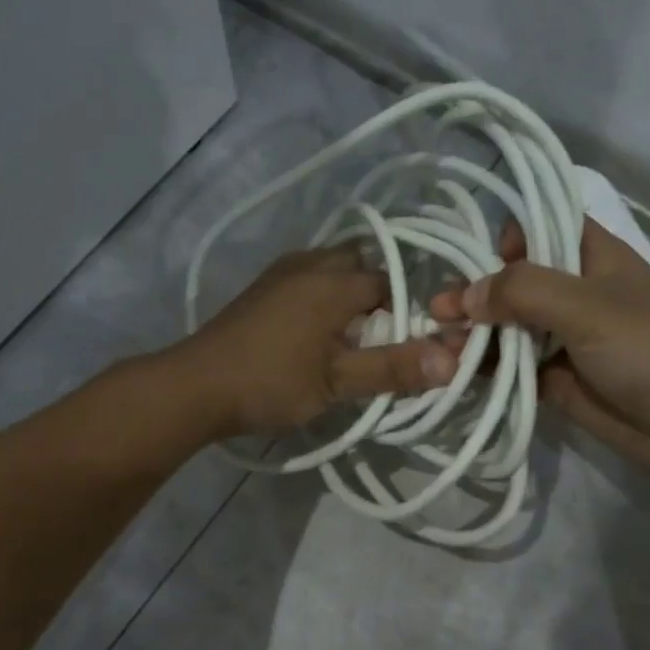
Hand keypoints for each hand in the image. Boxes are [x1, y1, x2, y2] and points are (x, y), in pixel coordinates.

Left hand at [174, 245, 455, 438]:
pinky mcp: (261, 288)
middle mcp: (310, 263)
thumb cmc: (270, 382)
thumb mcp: (337, 382)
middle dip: (379, 296)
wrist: (195, 385)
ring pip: (332, 269)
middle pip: (361, 265)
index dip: (409, 312)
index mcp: (335, 280)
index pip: (393, 282)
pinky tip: (316, 333)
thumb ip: (394, 368)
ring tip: (351, 338)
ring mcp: (281, 272)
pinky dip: (323, 297)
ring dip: (349, 296)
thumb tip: (455, 359)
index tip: (411, 344)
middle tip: (380, 338)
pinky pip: (308, 279)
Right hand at [431, 219, 649, 483]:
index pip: (538, 226)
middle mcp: (571, 290)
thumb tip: (463, 296)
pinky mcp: (551, 377)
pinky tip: (450, 371)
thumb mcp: (588, 307)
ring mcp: (560, 336)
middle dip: (472, 291)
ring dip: (471, 333)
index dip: (501, 237)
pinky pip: (507, 365)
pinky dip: (481, 367)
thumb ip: (523, 291)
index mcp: (590, 255)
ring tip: (435, 345)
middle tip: (435, 312)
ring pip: (504, 325)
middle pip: (510, 279)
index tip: (466, 257)